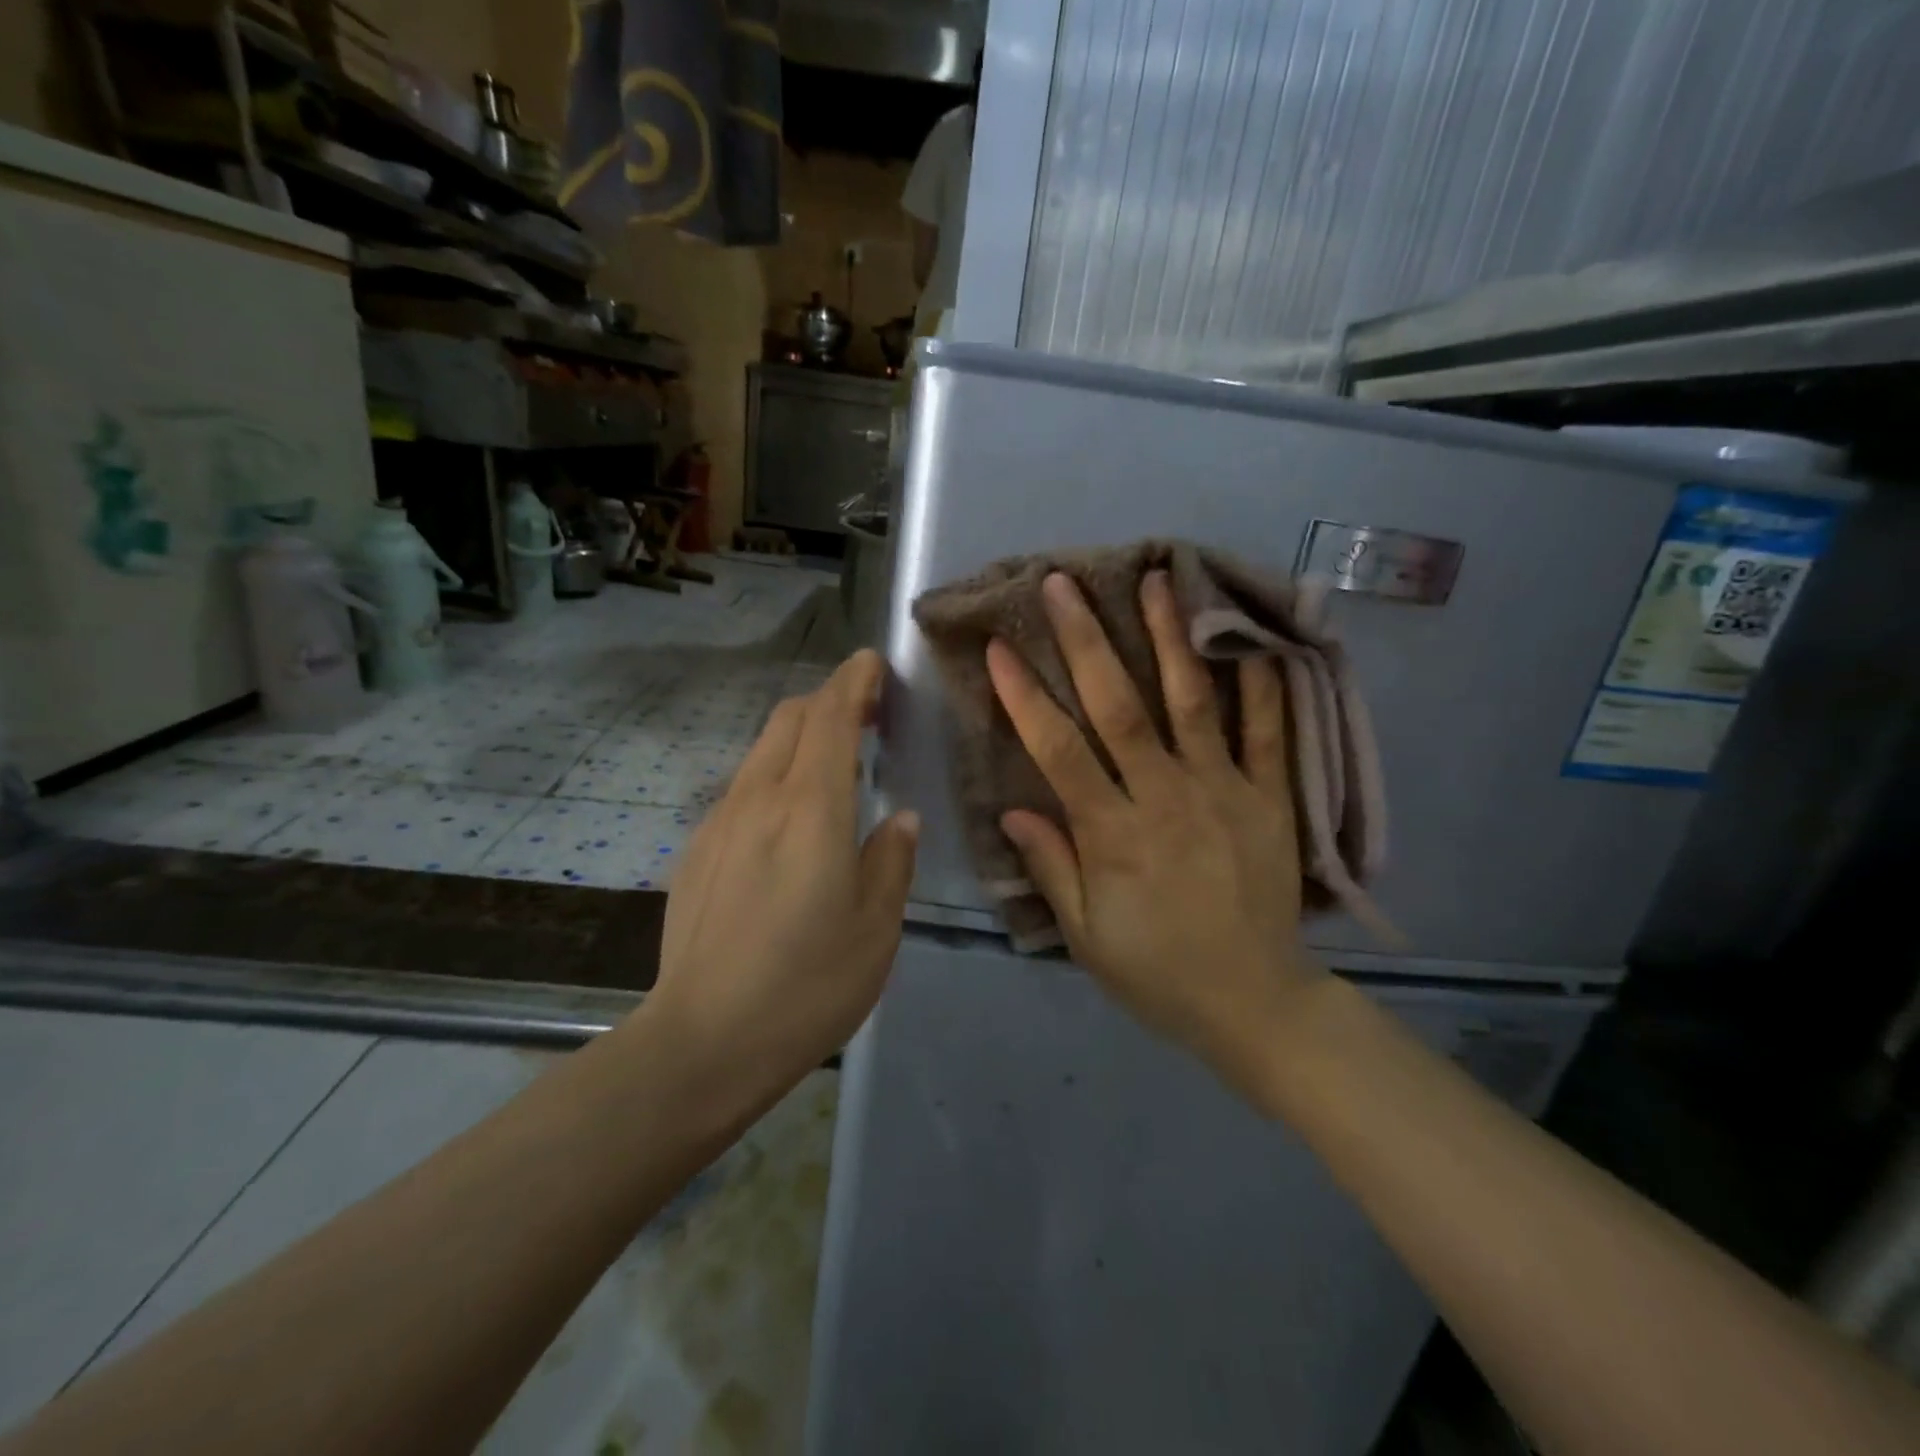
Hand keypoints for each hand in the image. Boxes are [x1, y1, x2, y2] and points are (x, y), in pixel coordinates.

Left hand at [644, 650, 917, 1103]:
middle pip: (789, 718)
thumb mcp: (876, 927)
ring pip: (762, 750)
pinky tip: (790, 822)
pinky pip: (743, 789)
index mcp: (809, 809)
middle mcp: (758, 799)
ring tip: (834, 766)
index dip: (852, 681)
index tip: (872, 664)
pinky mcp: (698, 850)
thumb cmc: (806, 985)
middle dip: (827, 701)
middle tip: (866, 716)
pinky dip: (775, 776)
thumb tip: (898, 818)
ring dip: (800, 738)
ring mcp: (720, 822)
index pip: (829, 716)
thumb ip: (891, 860)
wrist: (702, 1041)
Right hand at [988, 571, 1323, 1087]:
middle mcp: (1167, 799)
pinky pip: (1268, 732)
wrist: (1255, 1004)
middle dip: (1086, 641)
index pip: (1060, 751)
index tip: (1001, 647)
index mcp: (1114, 835)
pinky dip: (1260, 683)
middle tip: (1063, 584)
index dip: (1025, 697)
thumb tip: (1014, 811)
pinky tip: (1246, 636)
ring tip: (1154, 579)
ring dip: (1170, 637)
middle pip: (1121, 708)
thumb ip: (1052, 868)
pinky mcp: (1271, 798)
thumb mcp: (1087, 937)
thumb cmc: (1157, 972)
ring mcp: (1225, 792)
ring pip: (1192, 702)